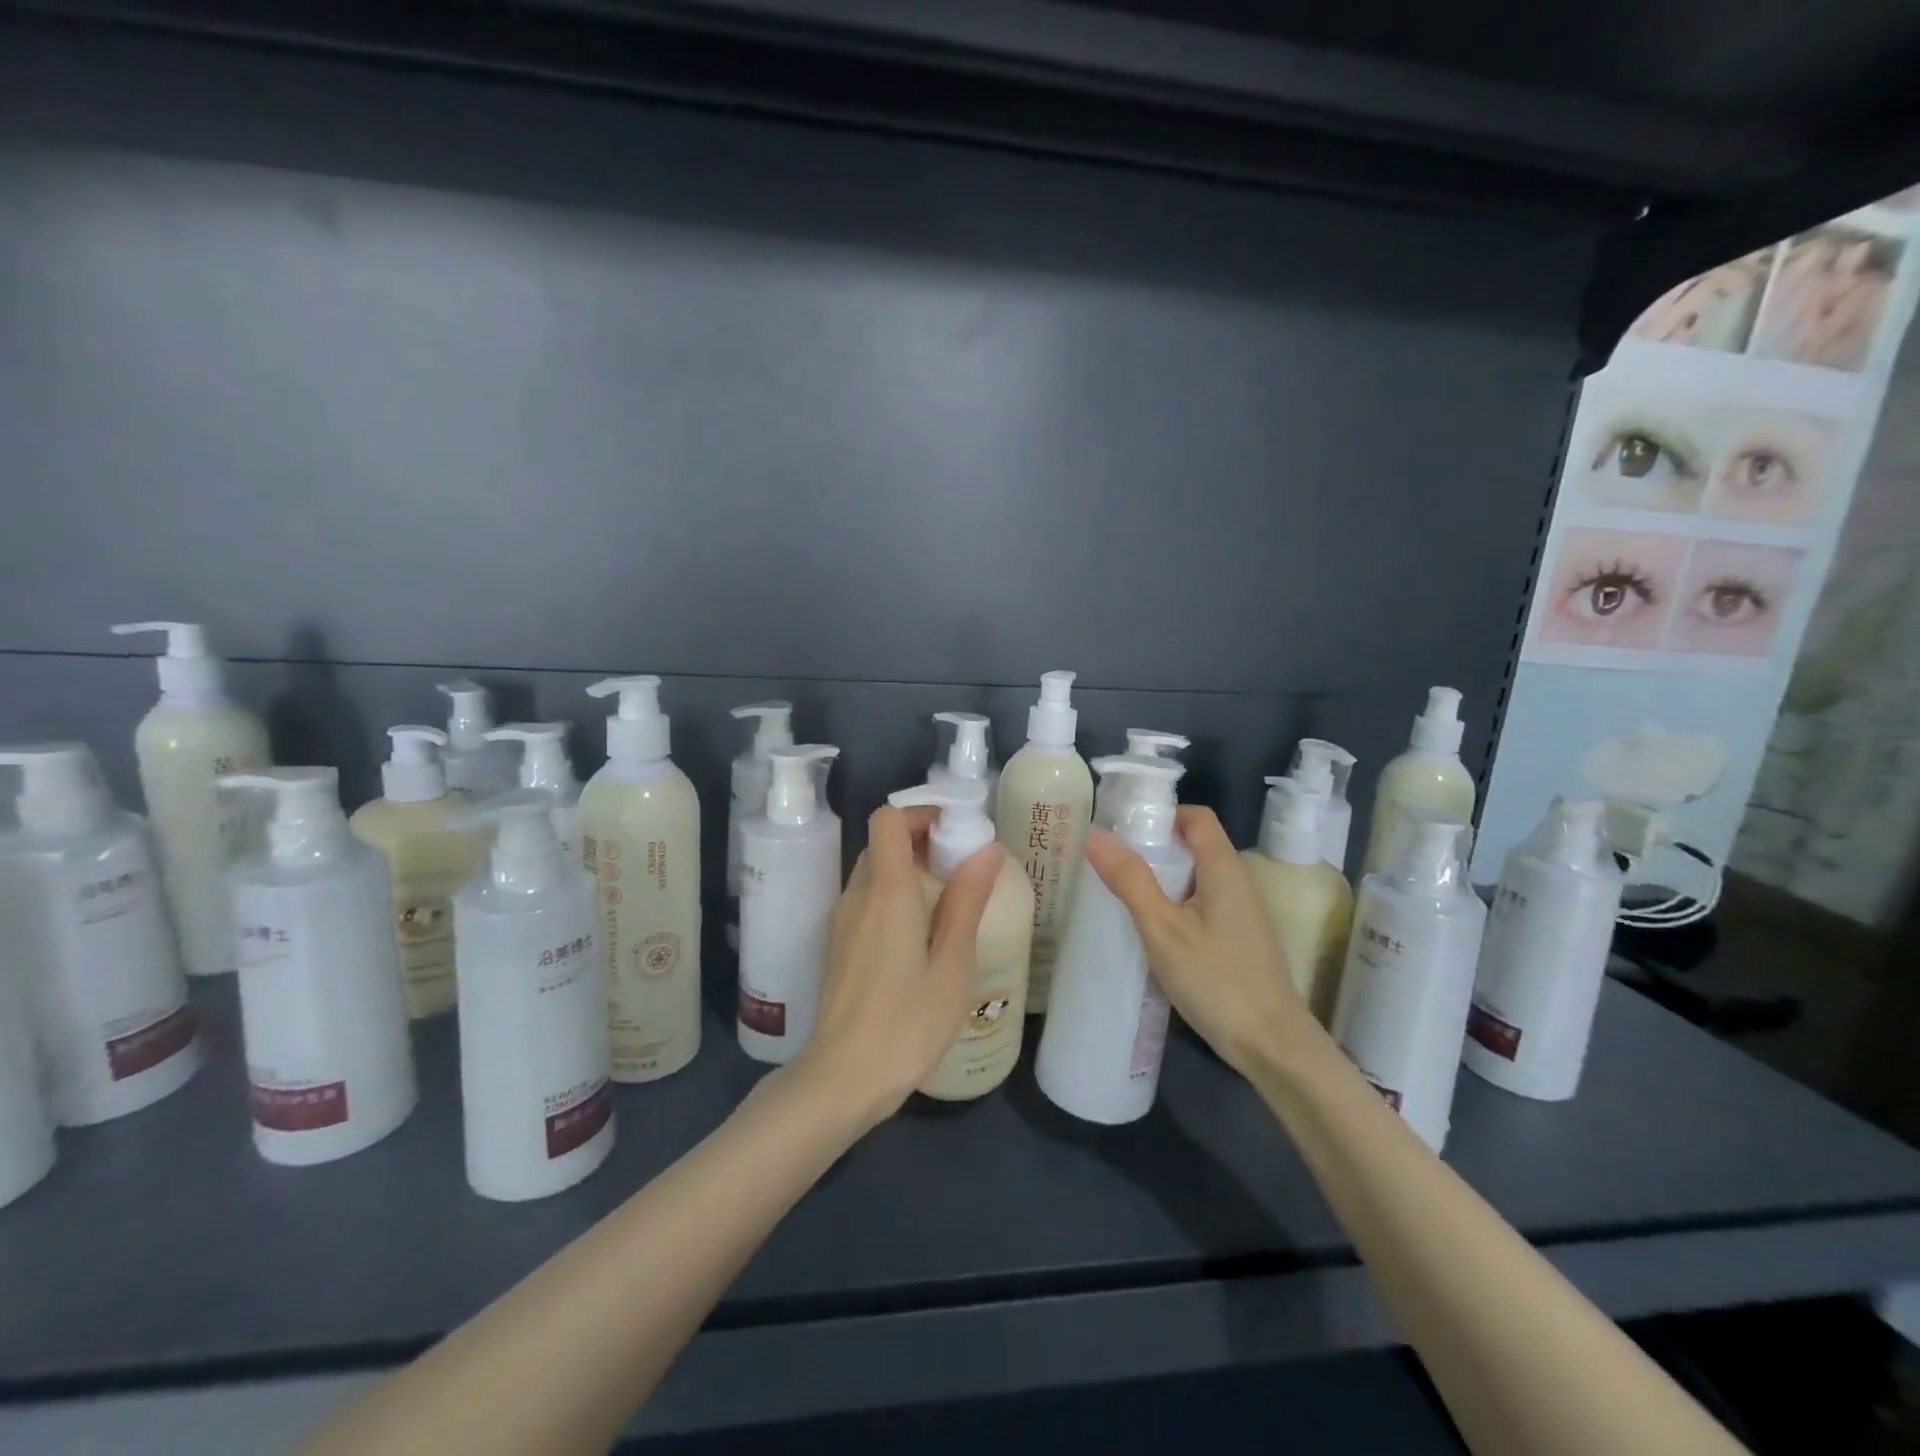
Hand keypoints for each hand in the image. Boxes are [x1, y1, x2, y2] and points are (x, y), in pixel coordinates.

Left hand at [791, 805, 1004, 1129]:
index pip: (887, 820)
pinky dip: (893, 897)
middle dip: (920, 841)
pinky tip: (921, 936)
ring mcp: (842, 922)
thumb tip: (987, 848)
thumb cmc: (907, 1023)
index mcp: (886, 891)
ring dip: (907, 870)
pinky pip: (866, 901)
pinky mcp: (839, 947)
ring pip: (873, 873)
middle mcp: (857, 896)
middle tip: (961, 867)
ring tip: (948, 902)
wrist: (841, 1080)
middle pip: (881, 844)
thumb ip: (967, 900)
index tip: (956, 831)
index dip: (920, 813)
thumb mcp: (952, 963)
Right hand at [1082, 806, 1318, 1076]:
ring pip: (1196, 877)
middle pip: (1194, 845)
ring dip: (1162, 878)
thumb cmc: (1216, 981)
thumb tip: (1094, 833)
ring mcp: (1241, 913)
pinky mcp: (1238, 939)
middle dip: (1153, 847)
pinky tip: (1150, 929)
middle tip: (1110, 862)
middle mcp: (1237, 882)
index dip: (1161, 814)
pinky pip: (1201, 903)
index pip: (1196, 817)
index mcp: (1224, 869)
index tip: (1123, 829)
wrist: (1273, 1047)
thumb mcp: (1162, 929)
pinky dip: (1174, 904)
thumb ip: (1130, 880)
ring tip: (1121, 893)